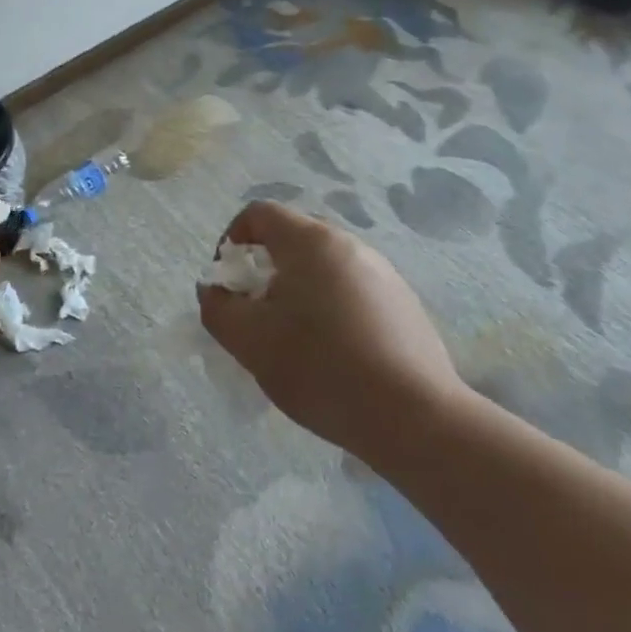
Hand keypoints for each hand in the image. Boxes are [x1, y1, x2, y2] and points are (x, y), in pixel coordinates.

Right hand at [197, 201, 467, 458]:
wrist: (414, 418)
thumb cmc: (322, 368)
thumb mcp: (251, 342)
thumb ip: (218, 309)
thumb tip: (216, 291)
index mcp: (311, 242)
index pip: (259, 213)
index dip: (232, 240)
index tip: (228, 285)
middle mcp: (350, 245)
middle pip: (291, 239)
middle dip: (263, 271)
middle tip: (256, 316)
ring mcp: (383, 273)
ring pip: (323, 268)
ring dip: (297, 291)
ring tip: (294, 341)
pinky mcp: (404, 304)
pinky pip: (351, 291)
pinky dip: (330, 309)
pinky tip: (334, 355)